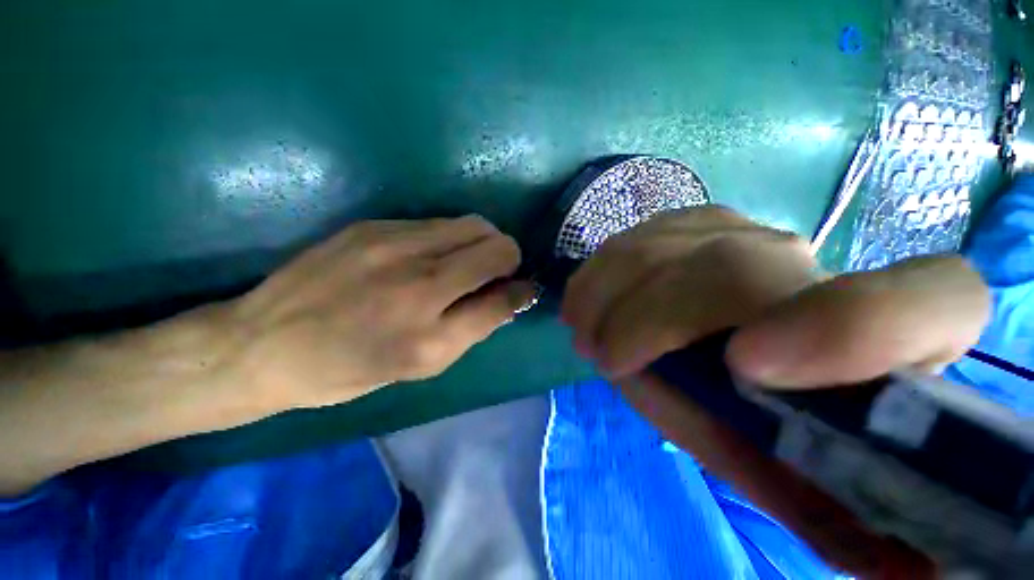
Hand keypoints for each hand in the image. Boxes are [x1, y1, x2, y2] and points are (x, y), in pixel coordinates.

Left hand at [226, 216, 534, 410]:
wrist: (264, 343)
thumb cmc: (349, 369)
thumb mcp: (420, 366)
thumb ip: (473, 329)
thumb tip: (510, 296)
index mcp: (430, 337)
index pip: (504, 298)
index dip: (522, 291)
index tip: (522, 288)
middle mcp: (419, 285)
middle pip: (497, 247)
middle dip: (508, 258)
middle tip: (494, 273)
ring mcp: (394, 246)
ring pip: (473, 225)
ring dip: (483, 242)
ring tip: (466, 261)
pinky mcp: (374, 226)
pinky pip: (438, 223)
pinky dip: (451, 237)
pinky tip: (431, 254)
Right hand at [561, 206, 989, 577]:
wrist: (723, 340)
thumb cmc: (757, 413)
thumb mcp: (782, 471)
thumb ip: (824, 507)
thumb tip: (903, 570)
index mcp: (873, 335)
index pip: (930, 302)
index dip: (850, 330)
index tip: (745, 368)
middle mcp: (809, 264)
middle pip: (727, 269)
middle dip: (646, 322)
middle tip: (603, 360)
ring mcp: (736, 230)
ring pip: (660, 248)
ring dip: (607, 297)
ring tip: (588, 336)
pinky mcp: (686, 223)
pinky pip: (631, 240)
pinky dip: (596, 276)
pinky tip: (587, 302)